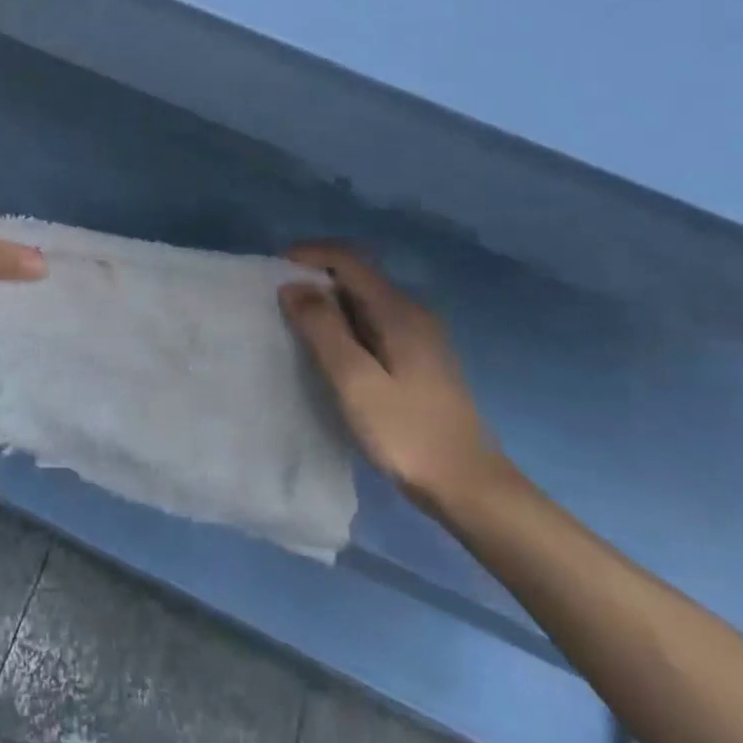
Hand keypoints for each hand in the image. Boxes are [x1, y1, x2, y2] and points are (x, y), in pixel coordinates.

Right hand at [279, 243, 500, 513]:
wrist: (469, 487)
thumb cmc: (407, 433)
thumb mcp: (356, 381)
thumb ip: (323, 329)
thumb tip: (293, 286)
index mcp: (399, 310)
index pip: (348, 260)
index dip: (309, 255)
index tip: (273, 270)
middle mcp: (412, 312)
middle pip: (357, 276)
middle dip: (315, 278)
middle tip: (276, 300)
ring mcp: (419, 336)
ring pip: (364, 301)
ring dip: (328, 303)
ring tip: (294, 324)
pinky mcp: (418, 358)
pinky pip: (373, 323)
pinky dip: (344, 324)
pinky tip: (329, 351)